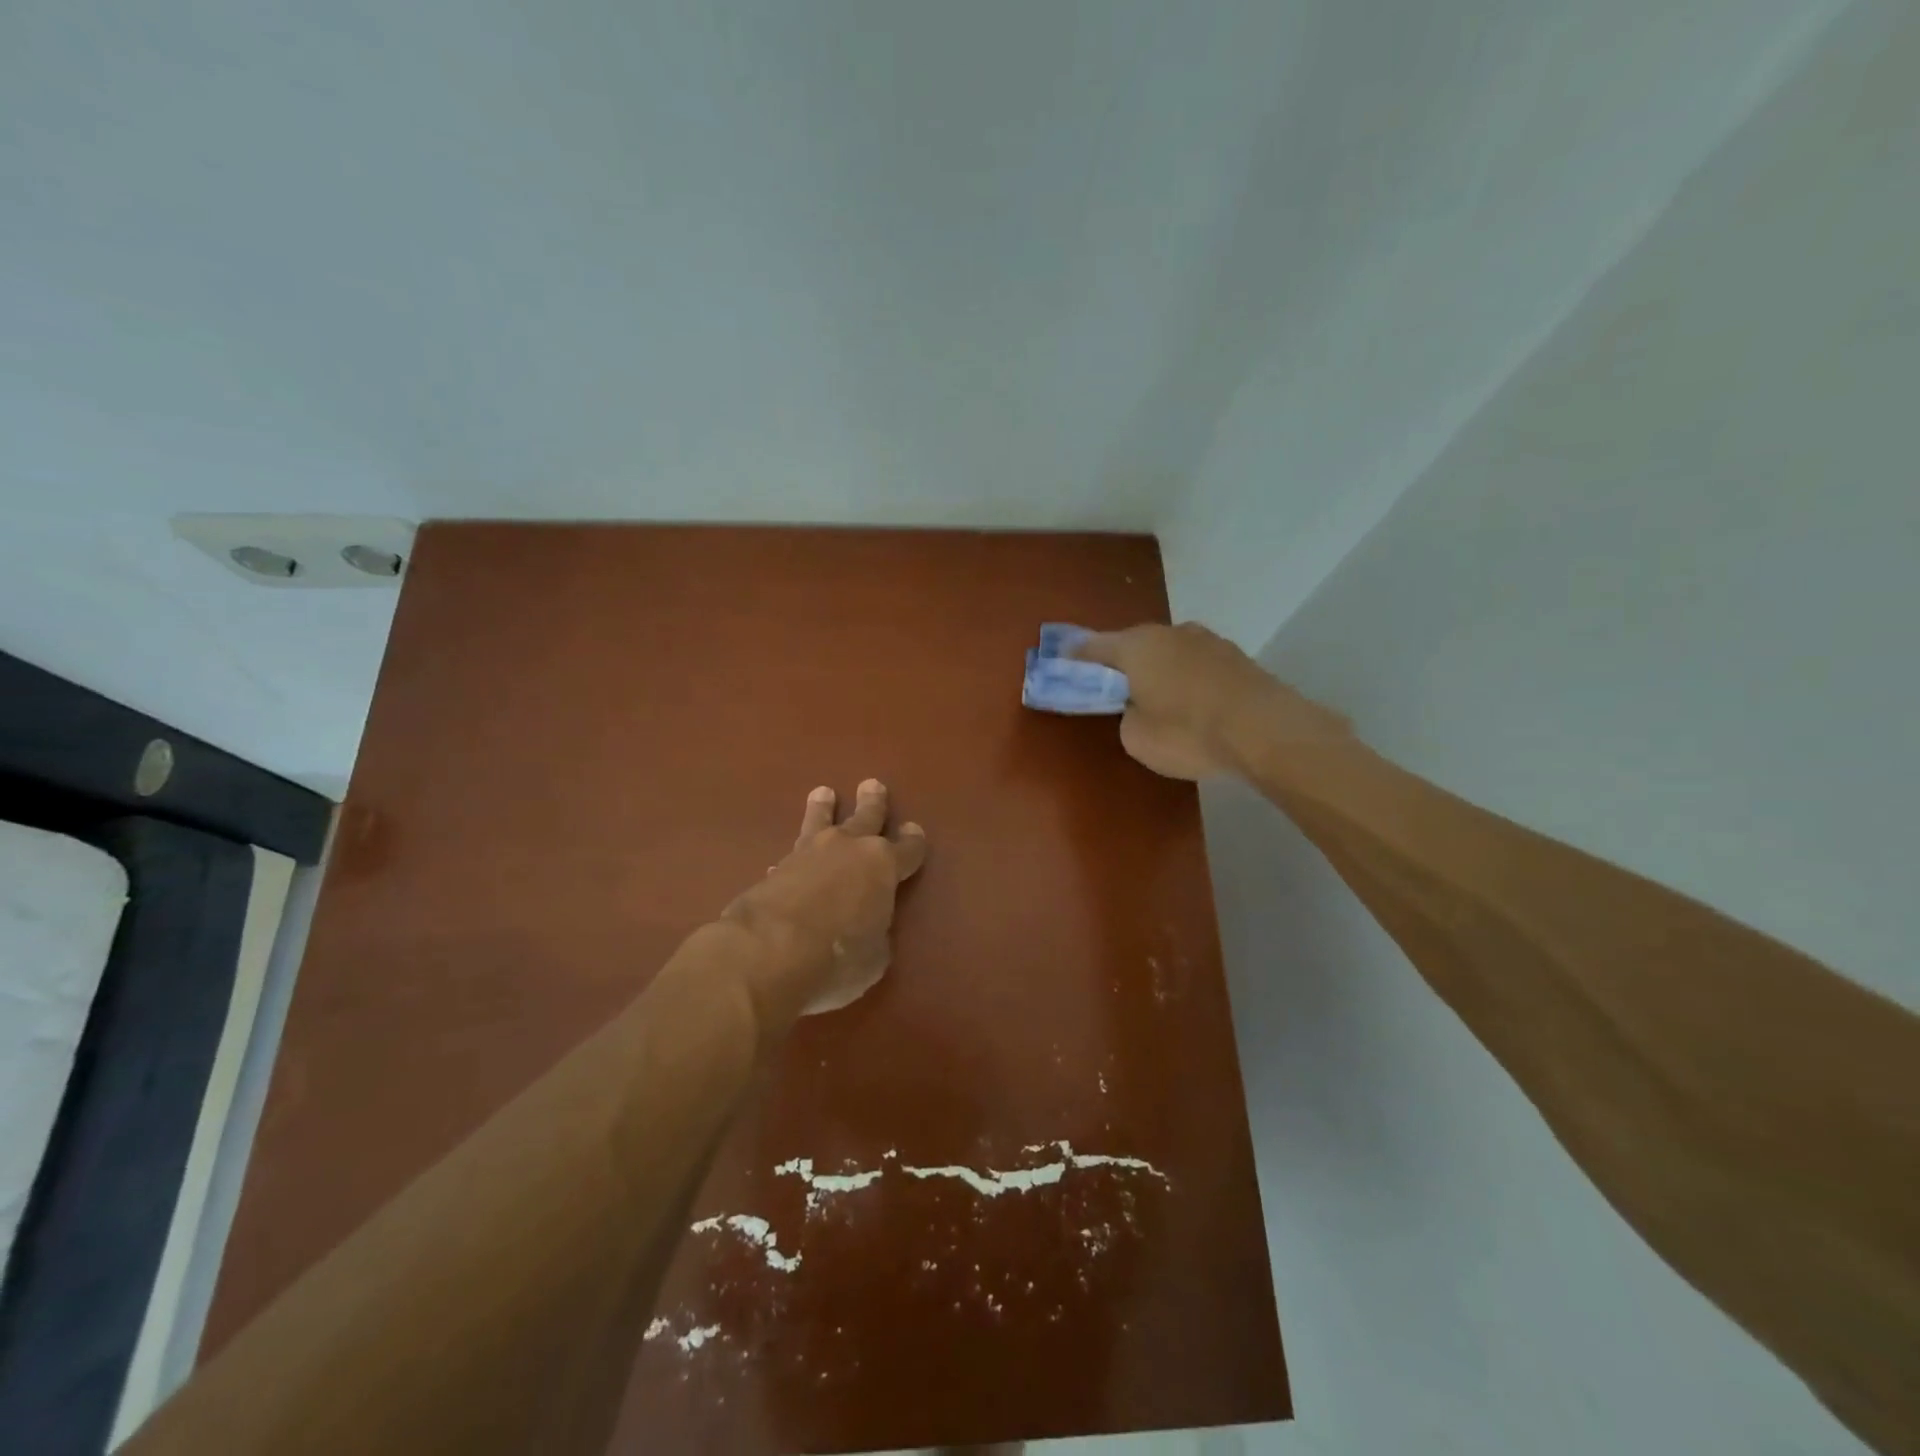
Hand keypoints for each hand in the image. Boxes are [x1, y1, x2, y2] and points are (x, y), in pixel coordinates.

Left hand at [721, 780, 926, 1019]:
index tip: (914, 832)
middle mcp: (848, 848)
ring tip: (823, 793)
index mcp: (883, 865)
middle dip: (872, 803)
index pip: (907, 849)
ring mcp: (809, 853)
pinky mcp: (776, 867)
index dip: (913, 842)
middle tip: (872, 785)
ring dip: (824, 808)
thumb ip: (876, 934)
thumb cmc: (837, 957)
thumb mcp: (874, 957)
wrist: (768, 951)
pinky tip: (786, 860)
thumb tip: (868, 928)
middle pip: (865, 817)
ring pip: (821, 821)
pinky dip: (794, 857)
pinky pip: (792, 854)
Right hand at [1073, 622, 1349, 779]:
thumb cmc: (1187, 733)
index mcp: (1136, 646)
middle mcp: (1170, 632)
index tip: (1063, 660)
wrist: (1265, 731)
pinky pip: (1196, 663)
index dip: (1076, 656)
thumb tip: (1138, 707)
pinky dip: (1186, 677)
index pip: (1094, 646)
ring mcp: (1207, 640)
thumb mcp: (1136, 737)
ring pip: (1169, 651)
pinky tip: (1191, 700)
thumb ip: (1126, 716)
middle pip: (1134, 644)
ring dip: (1158, 667)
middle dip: (1121, 661)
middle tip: (1112, 683)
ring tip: (1155, 694)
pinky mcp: (1236, 657)